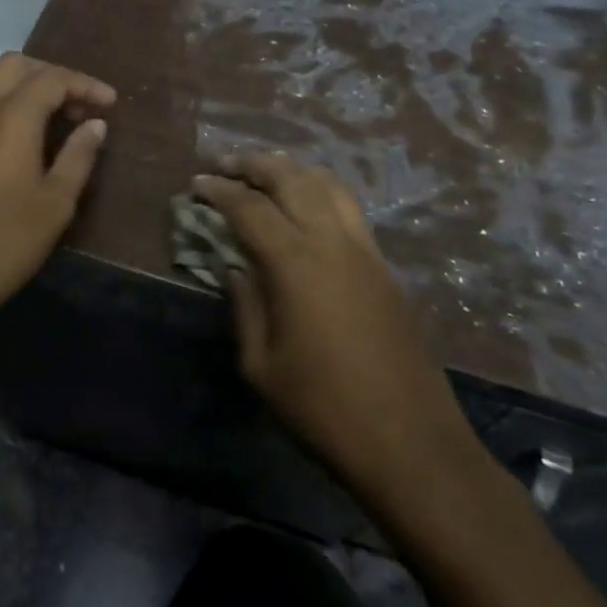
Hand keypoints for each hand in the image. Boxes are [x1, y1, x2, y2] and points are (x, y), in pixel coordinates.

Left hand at [0, 53, 113, 330]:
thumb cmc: (2, 245)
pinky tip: (4, 126)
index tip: (109, 102)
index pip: (52, 79)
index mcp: (10, 119)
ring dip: (16, 78)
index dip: (85, 84)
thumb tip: (95, 124)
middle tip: (77, 106)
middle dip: (51, 76)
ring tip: (40, 107)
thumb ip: (78, 156)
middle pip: (15, 65)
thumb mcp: (55, 205)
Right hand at [194, 155, 480, 509]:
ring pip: (328, 185)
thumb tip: (235, 269)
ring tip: (267, 173)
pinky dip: (321, 191)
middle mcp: (332, 242)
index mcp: (295, 264)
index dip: (219, 191)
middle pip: (292, 178)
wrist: (409, 442)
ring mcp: (365, 251)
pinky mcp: (385, 267)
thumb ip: (245, 306)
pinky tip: (308, 208)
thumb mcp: (262, 365)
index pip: (249, 207)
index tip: (196, 184)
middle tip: (226, 165)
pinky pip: (349, 209)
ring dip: (293, 170)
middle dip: (255, 164)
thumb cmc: (323, 409)